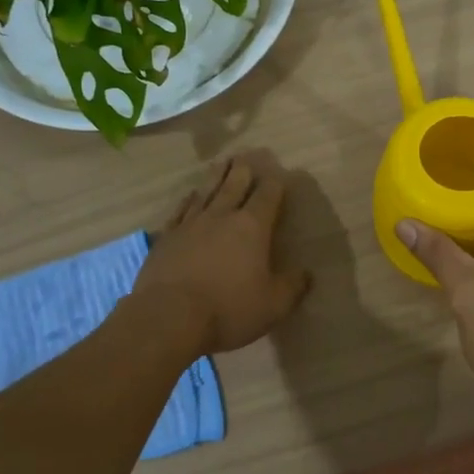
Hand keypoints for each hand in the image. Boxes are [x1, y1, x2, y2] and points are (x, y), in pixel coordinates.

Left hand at [133, 150, 311, 357]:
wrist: (169, 317)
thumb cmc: (228, 309)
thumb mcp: (273, 305)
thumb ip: (293, 286)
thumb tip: (307, 273)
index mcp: (252, 227)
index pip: (267, 196)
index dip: (275, 183)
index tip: (280, 174)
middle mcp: (221, 216)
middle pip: (234, 185)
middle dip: (243, 170)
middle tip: (246, 156)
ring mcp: (190, 224)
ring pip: (207, 191)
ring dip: (216, 176)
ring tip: (222, 162)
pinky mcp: (166, 238)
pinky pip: (180, 210)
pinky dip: (188, 200)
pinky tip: (191, 195)